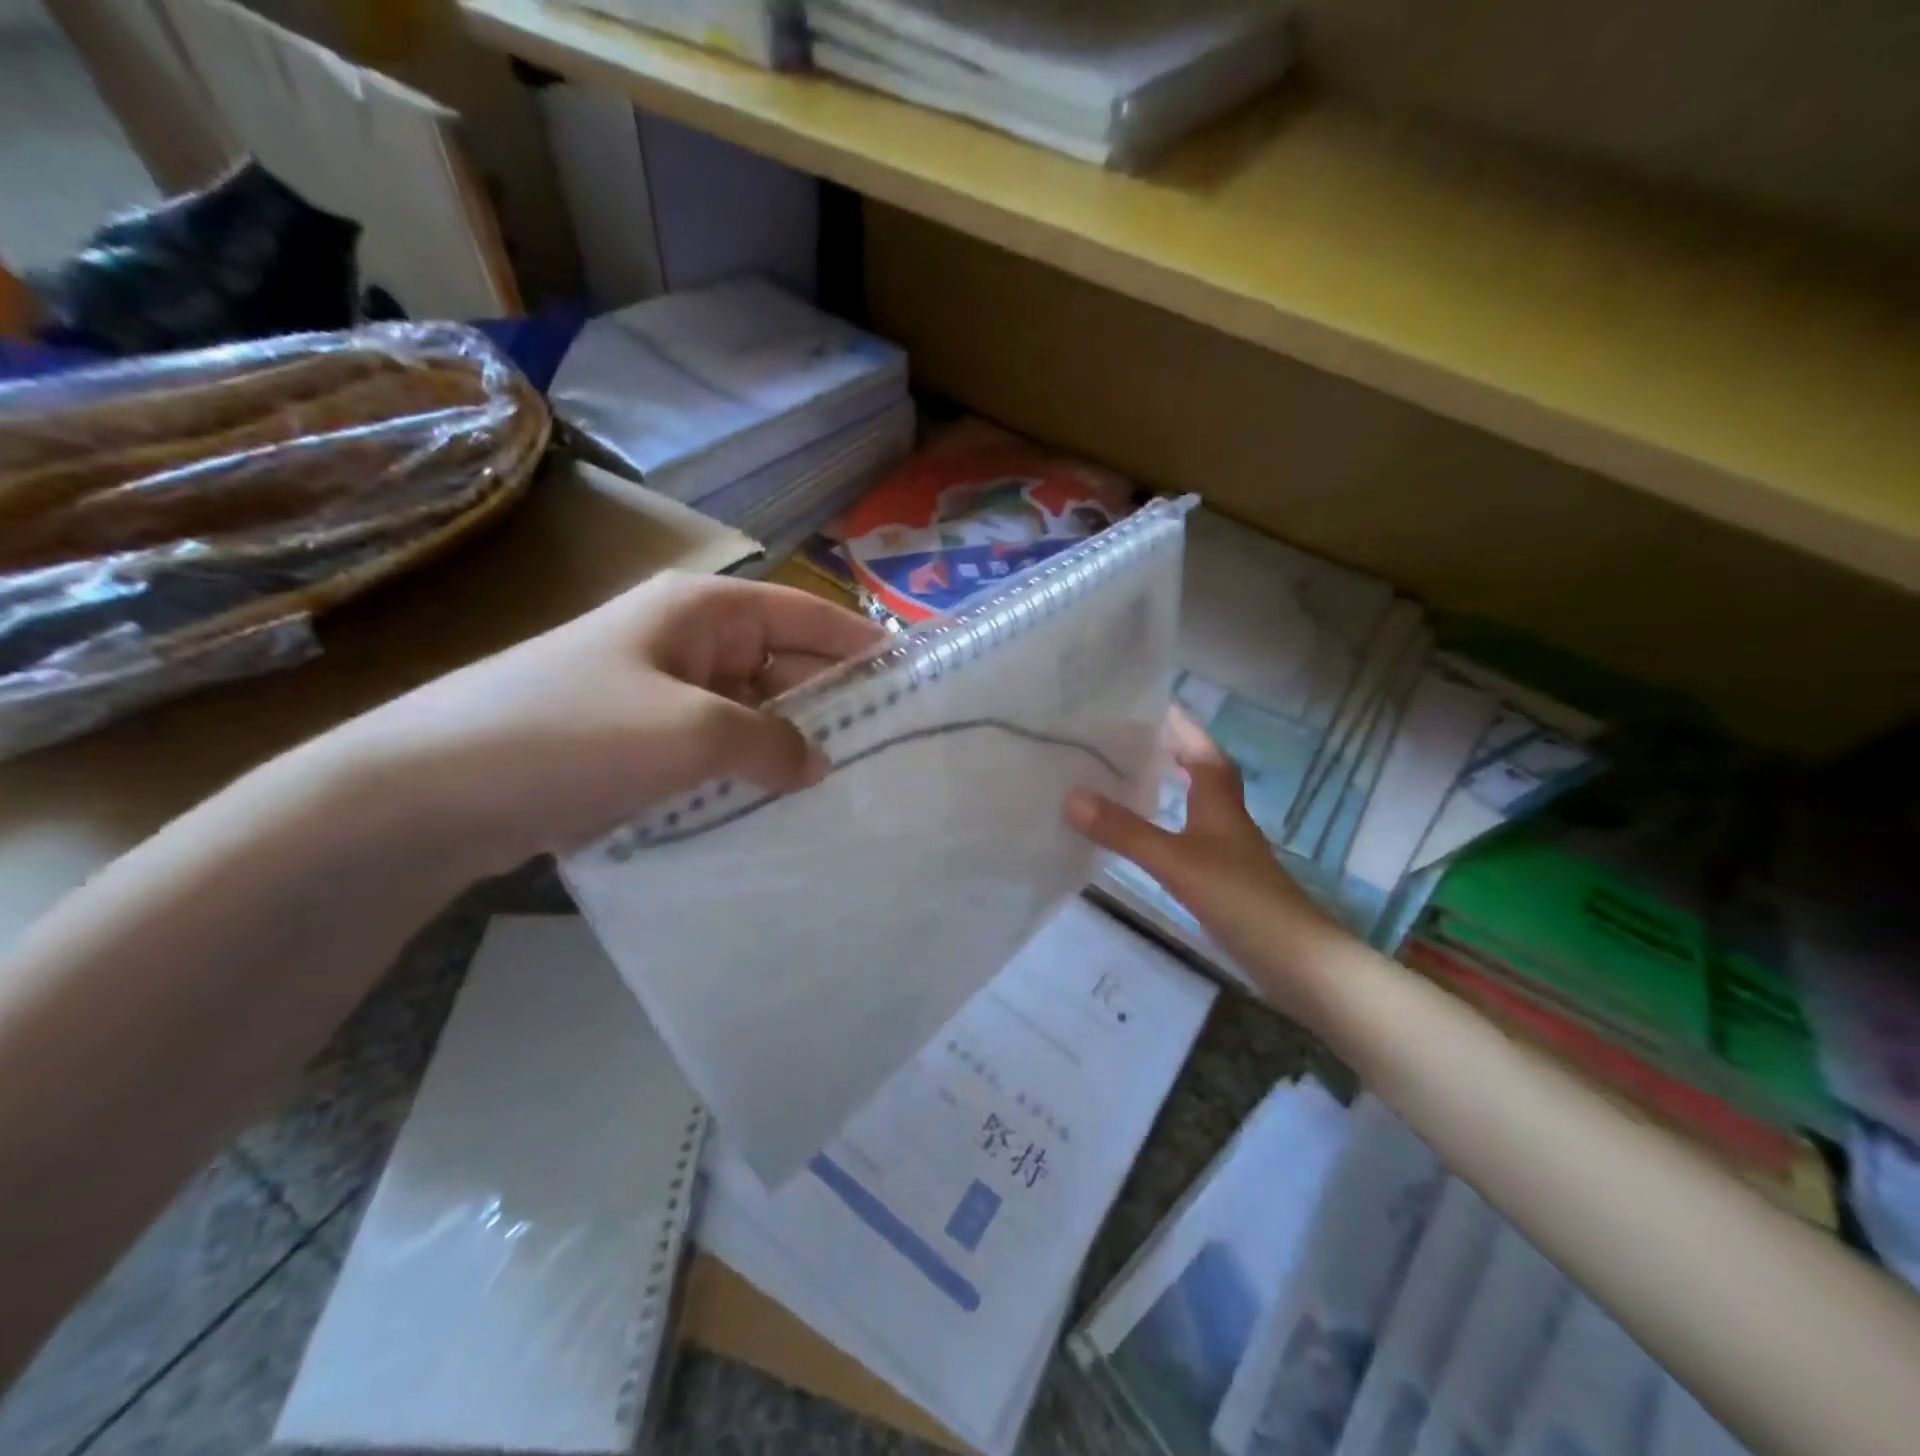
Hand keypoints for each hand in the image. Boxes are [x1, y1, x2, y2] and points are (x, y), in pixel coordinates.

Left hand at [325, 571, 885, 872]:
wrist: (426, 792)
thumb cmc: (569, 735)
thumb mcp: (691, 733)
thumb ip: (771, 742)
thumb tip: (815, 762)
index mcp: (704, 610)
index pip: (811, 616)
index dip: (866, 647)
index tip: (918, 685)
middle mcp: (687, 640)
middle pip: (784, 664)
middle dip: (833, 705)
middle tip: (889, 756)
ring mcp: (659, 692)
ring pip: (751, 713)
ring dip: (788, 748)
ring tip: (845, 793)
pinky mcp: (636, 741)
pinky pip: (713, 750)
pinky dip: (746, 774)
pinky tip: (776, 811)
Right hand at [1065, 710, 1345, 1009]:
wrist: (1293, 960)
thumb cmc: (1238, 898)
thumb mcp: (1175, 860)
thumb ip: (1125, 831)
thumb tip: (1071, 796)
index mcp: (1219, 802)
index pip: (1203, 750)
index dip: (1183, 727)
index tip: (1154, 704)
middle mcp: (1226, 819)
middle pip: (1203, 773)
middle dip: (1174, 752)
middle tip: (1131, 739)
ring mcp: (1227, 852)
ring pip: (1197, 806)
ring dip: (1172, 788)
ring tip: (1131, 779)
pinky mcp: (1223, 881)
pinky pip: (1191, 839)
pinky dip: (1170, 827)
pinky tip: (1150, 838)